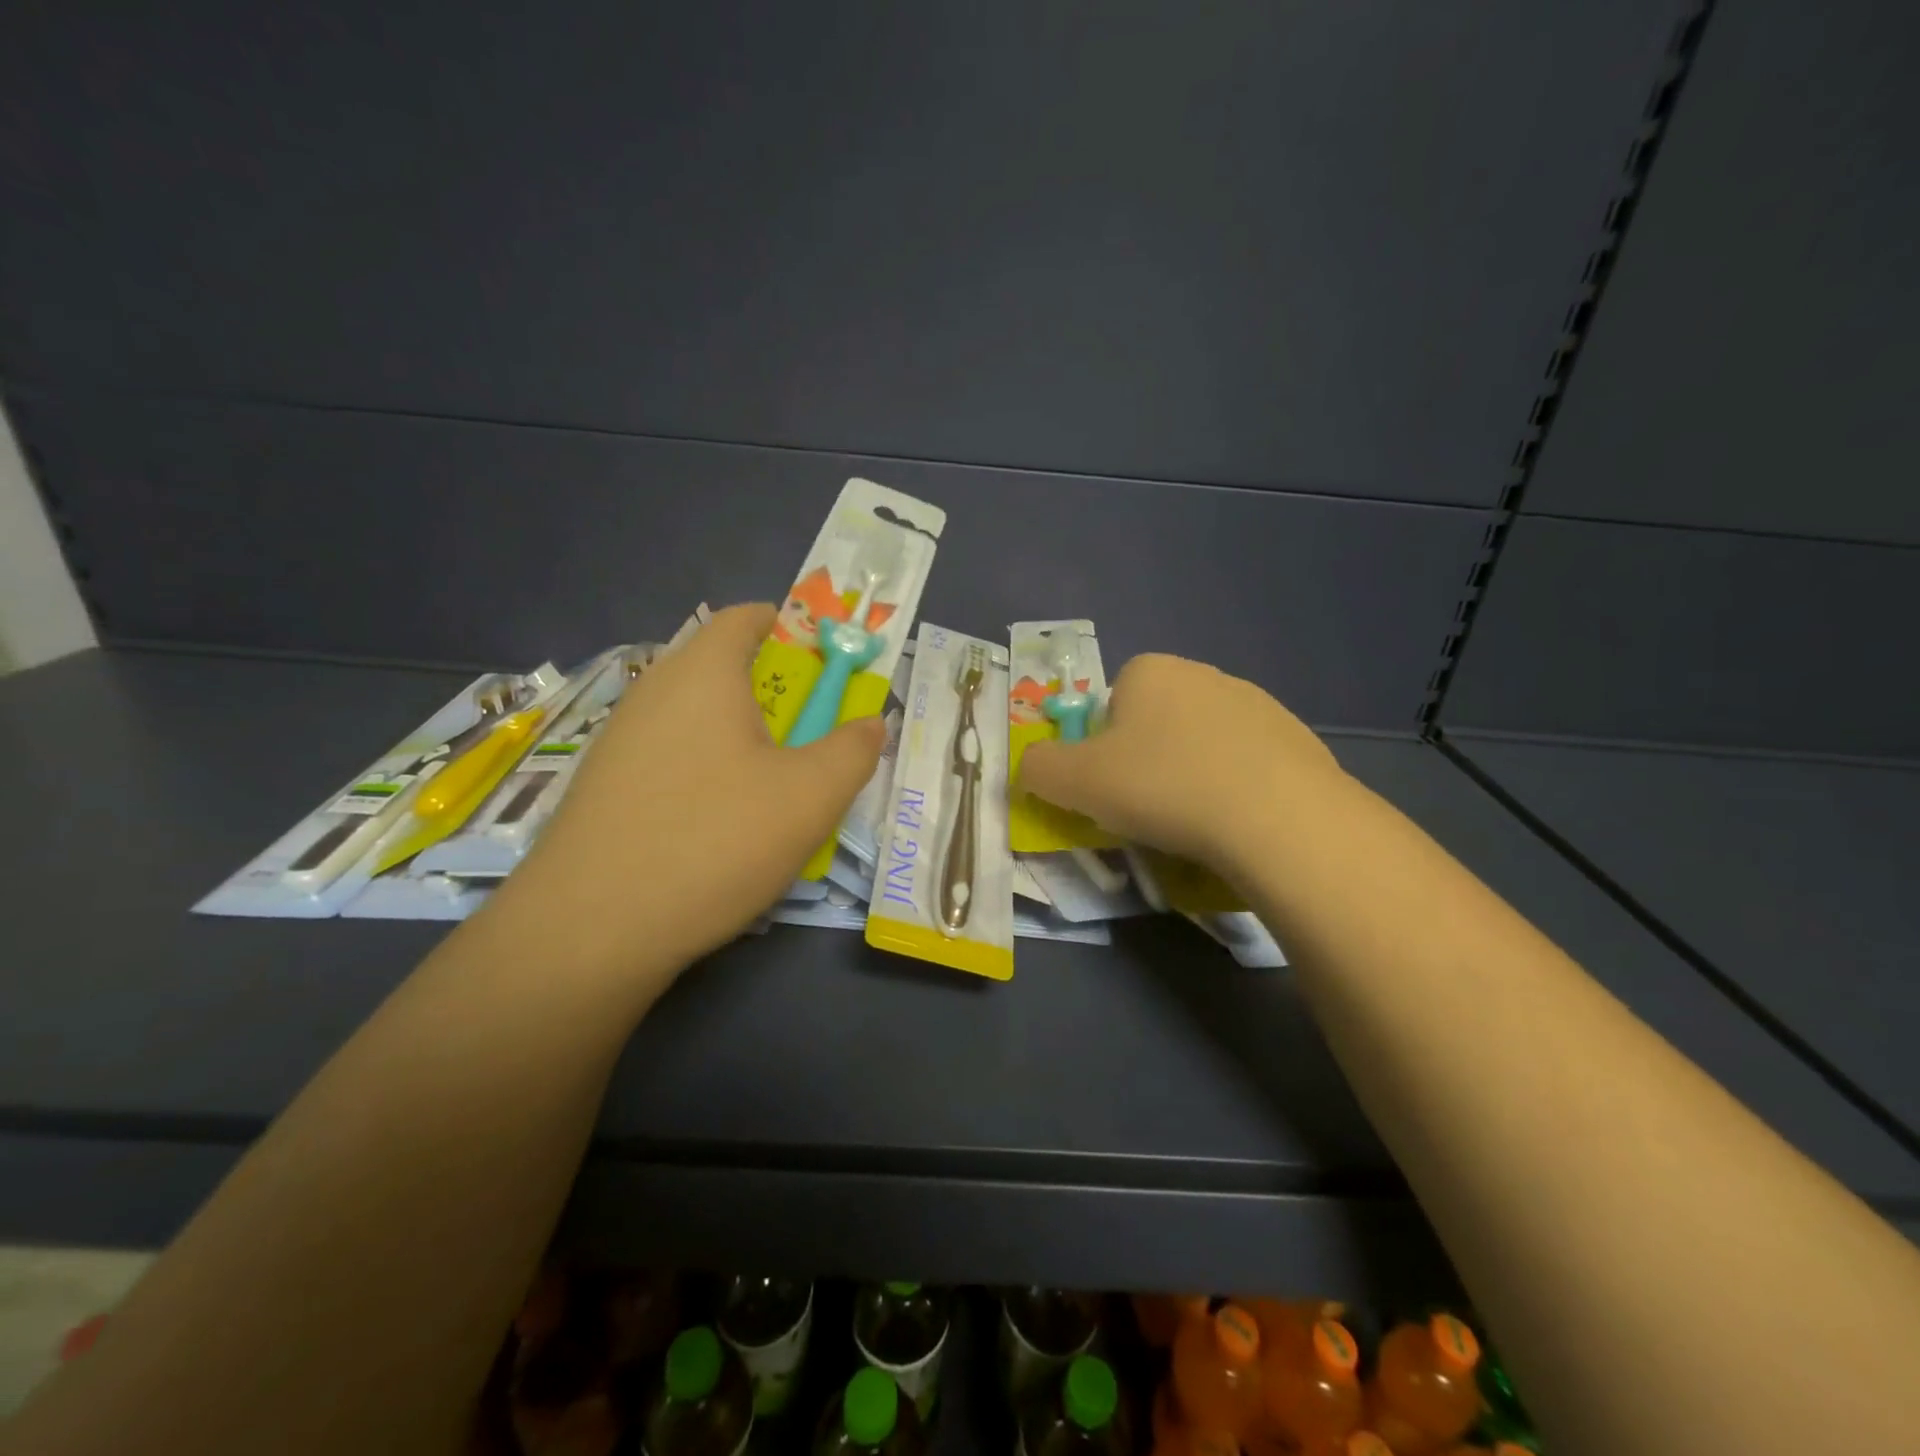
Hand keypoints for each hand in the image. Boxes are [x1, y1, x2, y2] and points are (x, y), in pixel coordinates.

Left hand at [487, 604, 883, 980]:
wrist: (590, 929)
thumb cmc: (715, 840)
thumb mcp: (810, 797)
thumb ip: (853, 750)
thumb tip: (872, 723)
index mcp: (704, 673)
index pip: (746, 617)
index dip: (793, 628)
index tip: (828, 665)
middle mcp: (654, 691)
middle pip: (723, 667)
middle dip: (777, 692)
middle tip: (812, 737)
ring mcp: (621, 739)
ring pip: (697, 717)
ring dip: (743, 736)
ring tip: (774, 788)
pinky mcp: (604, 786)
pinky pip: (671, 755)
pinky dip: (707, 769)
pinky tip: (721, 824)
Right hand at [1017, 653, 1342, 876]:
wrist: (1277, 818)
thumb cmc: (1162, 787)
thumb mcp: (1073, 782)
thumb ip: (1038, 767)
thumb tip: (1034, 766)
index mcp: (1150, 671)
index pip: (1110, 704)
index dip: (1102, 748)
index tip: (1112, 787)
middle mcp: (1204, 674)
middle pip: (1155, 723)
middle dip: (1147, 761)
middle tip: (1148, 809)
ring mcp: (1258, 705)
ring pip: (1201, 745)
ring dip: (1191, 776)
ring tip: (1195, 824)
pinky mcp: (1297, 740)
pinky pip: (1246, 766)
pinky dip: (1235, 790)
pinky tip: (1237, 824)